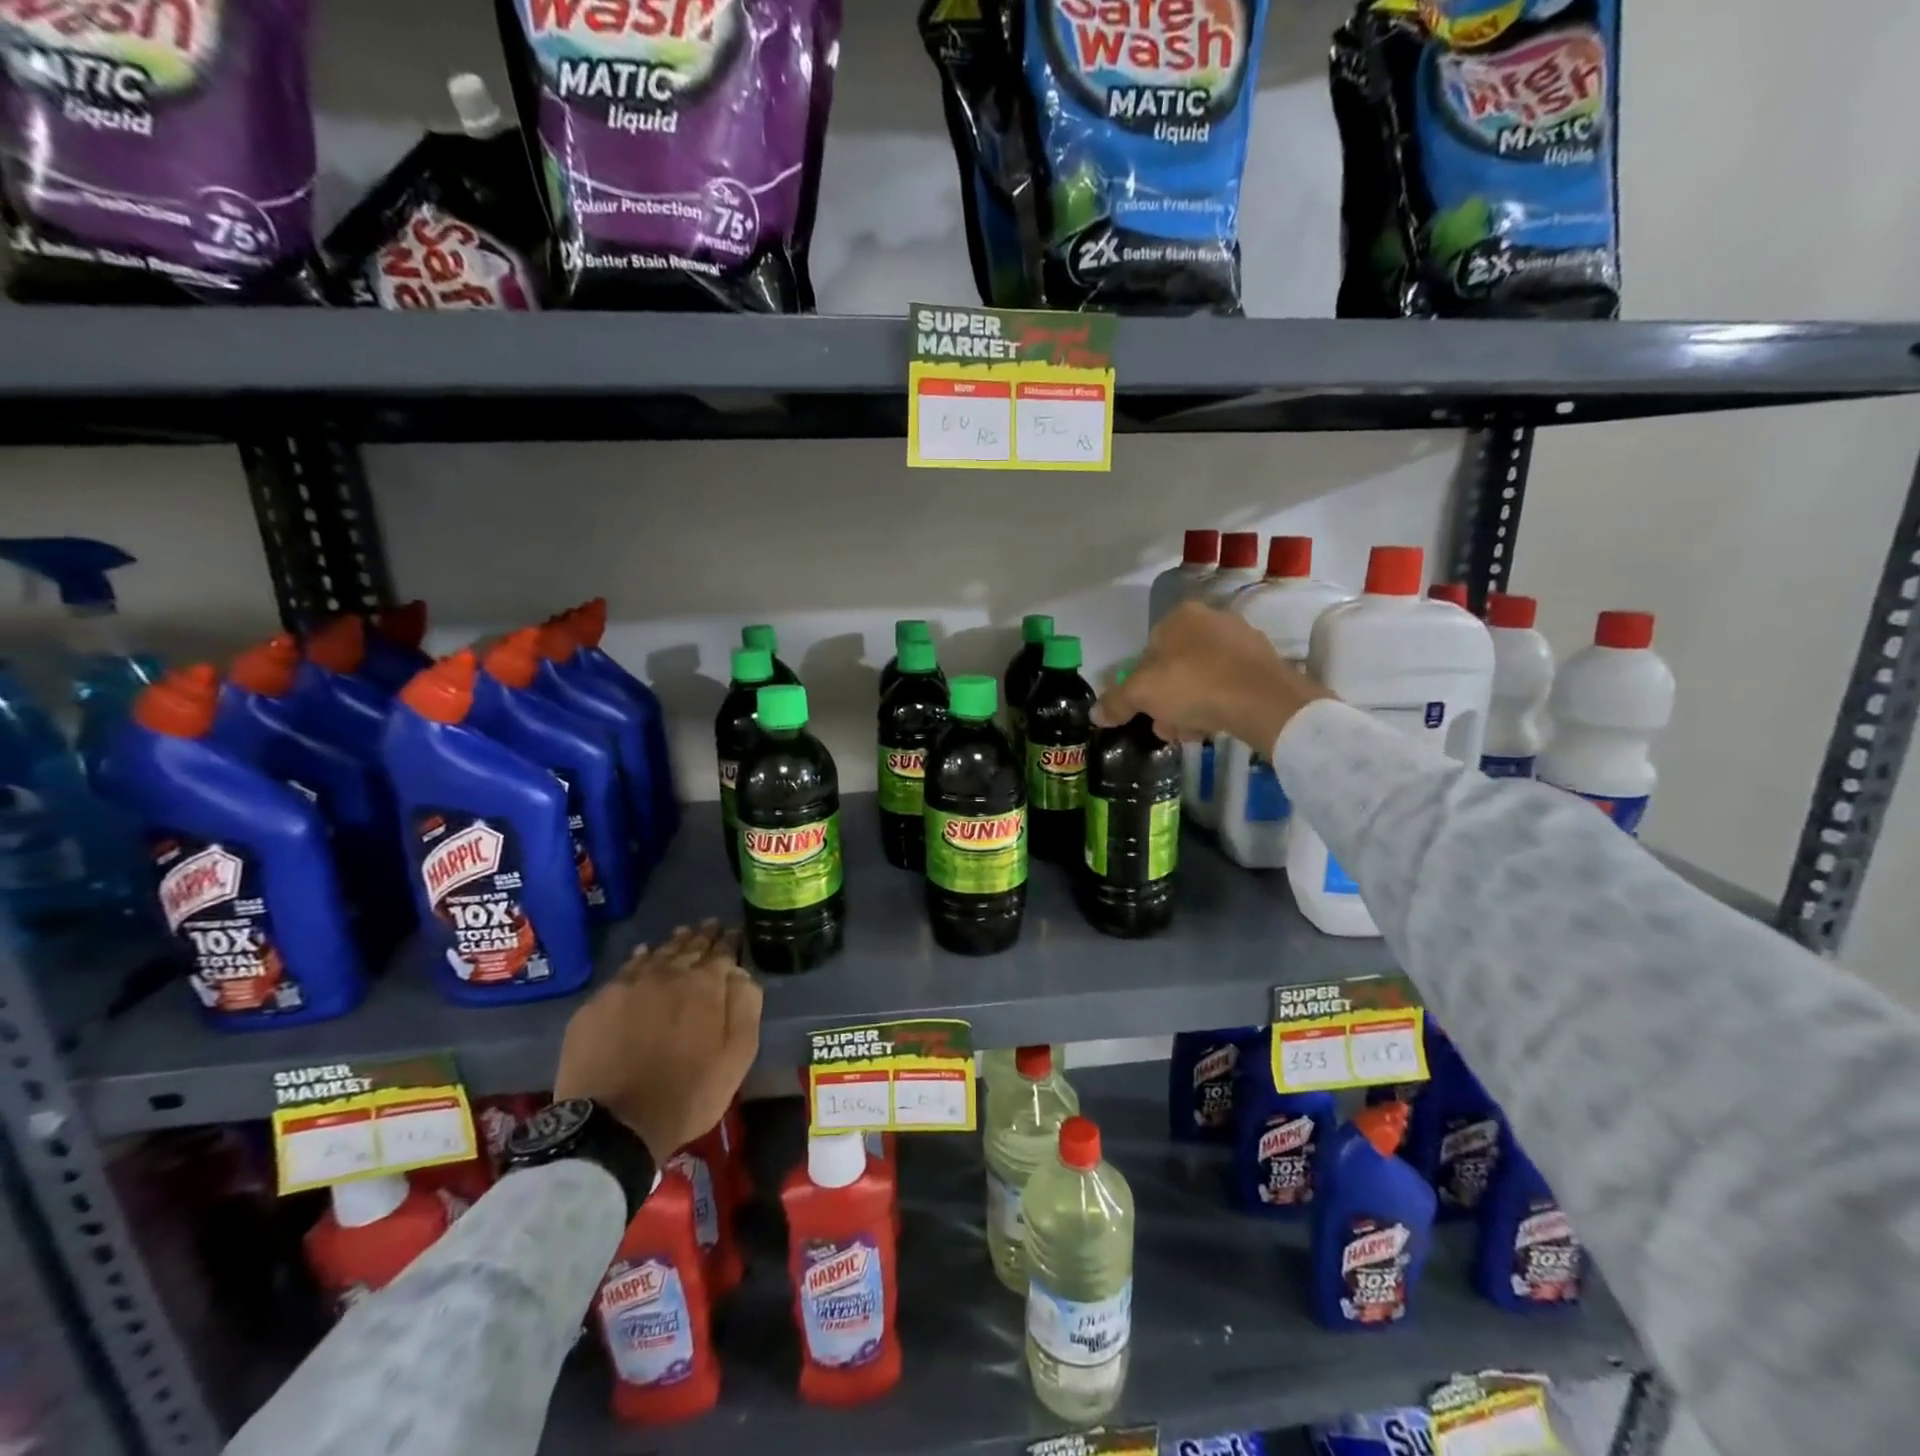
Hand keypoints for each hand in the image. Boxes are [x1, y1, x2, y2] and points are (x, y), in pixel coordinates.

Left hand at [554, 921, 761, 1165]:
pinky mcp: (598, 1003)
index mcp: (705, 985)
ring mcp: (629, 985)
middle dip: (703, 936)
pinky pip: (625, 970)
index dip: (730, 941)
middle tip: (711, 925)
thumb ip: (745, 1007)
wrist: (613, 1126)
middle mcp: (668, 974)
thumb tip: (741, 973)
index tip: (734, 933)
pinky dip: (640, 958)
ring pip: (658, 954)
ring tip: (683, 933)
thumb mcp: (737, 1056)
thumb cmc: (687, 1094)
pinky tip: (643, 954)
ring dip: (674, 943)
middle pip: (689, 947)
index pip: (722, 952)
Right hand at [1092, 601, 1332, 750]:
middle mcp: (1212, 619)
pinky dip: (1218, 705)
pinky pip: (1229, 685)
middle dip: (1167, 702)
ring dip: (1190, 709)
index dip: (1142, 685)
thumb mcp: (1142, 695)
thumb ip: (1116, 702)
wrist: (1261, 700)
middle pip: (1175, 668)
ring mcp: (1241, 640)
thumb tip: (1095, 714)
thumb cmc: (1193, 685)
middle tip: (1167, 727)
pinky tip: (1216, 727)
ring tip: (1192, 734)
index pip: (1148, 650)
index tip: (1146, 711)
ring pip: (1202, 679)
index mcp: (1180, 616)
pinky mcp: (1264, 664)